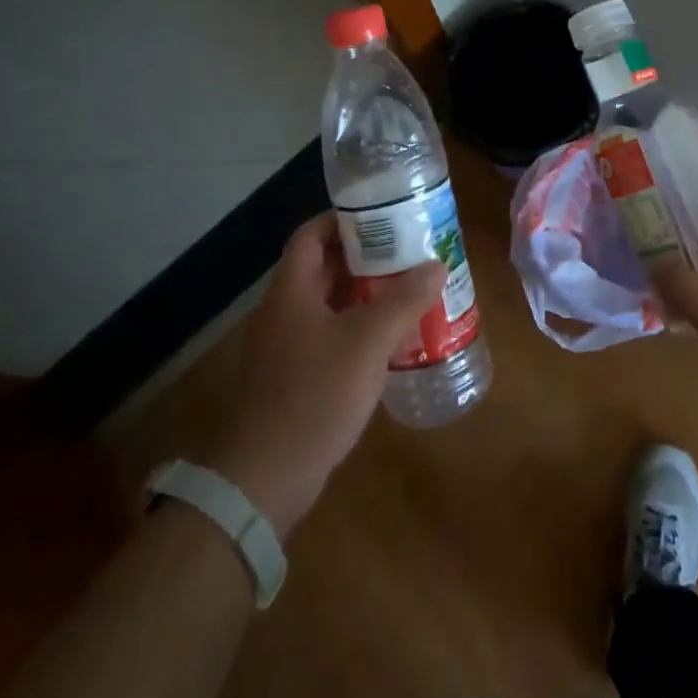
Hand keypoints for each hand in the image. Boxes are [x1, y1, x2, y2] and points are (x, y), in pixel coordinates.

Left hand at [202, 214, 444, 537]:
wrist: (261, 481)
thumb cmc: (313, 397)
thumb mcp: (367, 343)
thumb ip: (403, 301)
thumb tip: (436, 264)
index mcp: (291, 291)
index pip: (311, 235)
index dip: (343, 220)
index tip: (383, 217)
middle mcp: (282, 311)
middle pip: (322, 267)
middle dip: (364, 257)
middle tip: (407, 252)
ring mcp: (284, 347)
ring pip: (327, 304)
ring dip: (363, 294)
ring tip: (407, 290)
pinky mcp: (291, 379)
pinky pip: (327, 336)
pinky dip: (356, 328)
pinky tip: (388, 341)